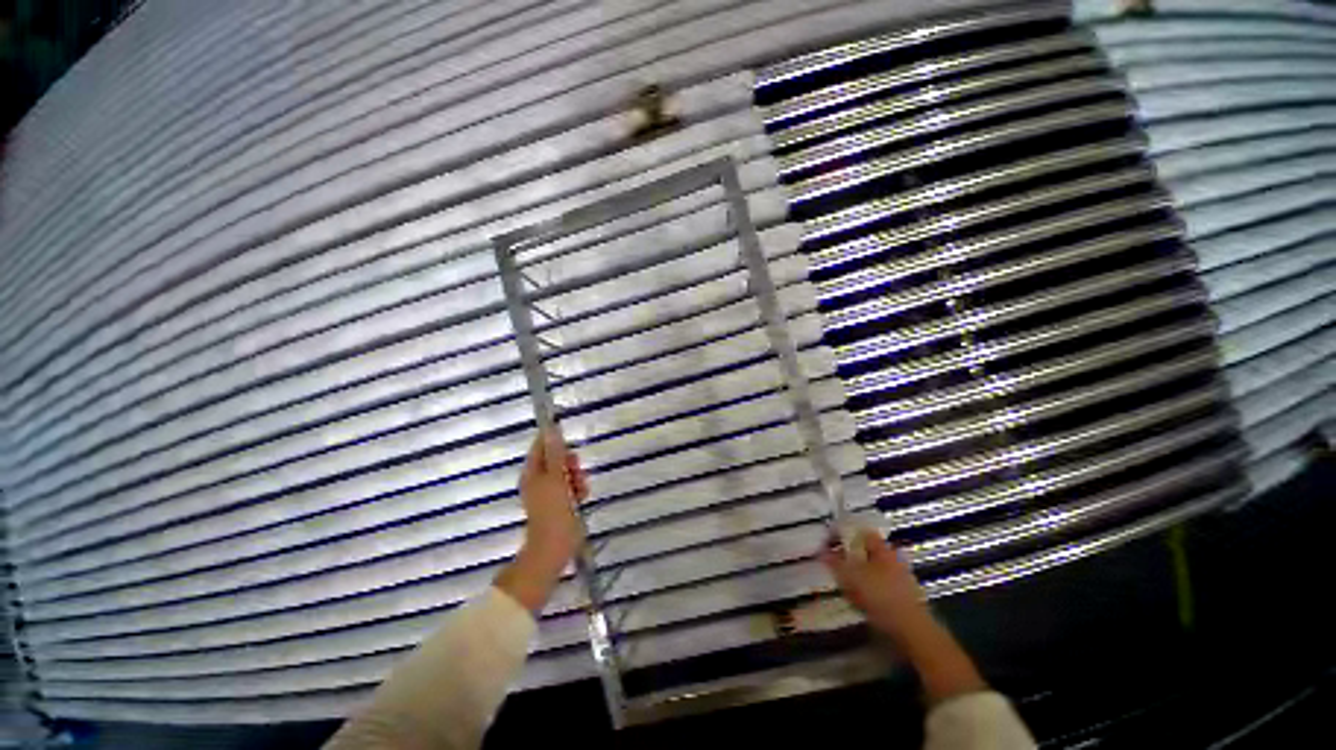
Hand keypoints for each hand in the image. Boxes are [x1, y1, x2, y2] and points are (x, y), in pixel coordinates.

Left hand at [495, 430, 588, 613]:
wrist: (554, 547)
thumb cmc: (553, 511)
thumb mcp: (555, 478)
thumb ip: (555, 453)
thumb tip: (551, 429)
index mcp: (532, 472)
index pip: (542, 445)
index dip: (556, 442)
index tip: (570, 447)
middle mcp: (539, 479)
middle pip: (557, 458)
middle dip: (570, 463)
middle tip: (576, 472)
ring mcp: (550, 491)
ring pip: (567, 472)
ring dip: (577, 476)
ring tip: (580, 489)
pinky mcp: (561, 502)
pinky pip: (571, 486)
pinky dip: (578, 488)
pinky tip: (582, 497)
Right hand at [820, 528, 932, 647]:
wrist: (912, 630)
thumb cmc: (881, 597)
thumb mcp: (851, 576)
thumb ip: (835, 561)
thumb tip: (823, 550)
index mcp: (882, 548)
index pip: (860, 532)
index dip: (844, 534)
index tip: (830, 541)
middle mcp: (894, 558)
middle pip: (867, 550)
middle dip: (851, 556)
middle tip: (835, 563)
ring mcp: (902, 577)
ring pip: (874, 568)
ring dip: (859, 573)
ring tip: (845, 583)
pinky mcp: (904, 596)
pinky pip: (880, 585)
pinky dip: (869, 588)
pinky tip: (860, 599)